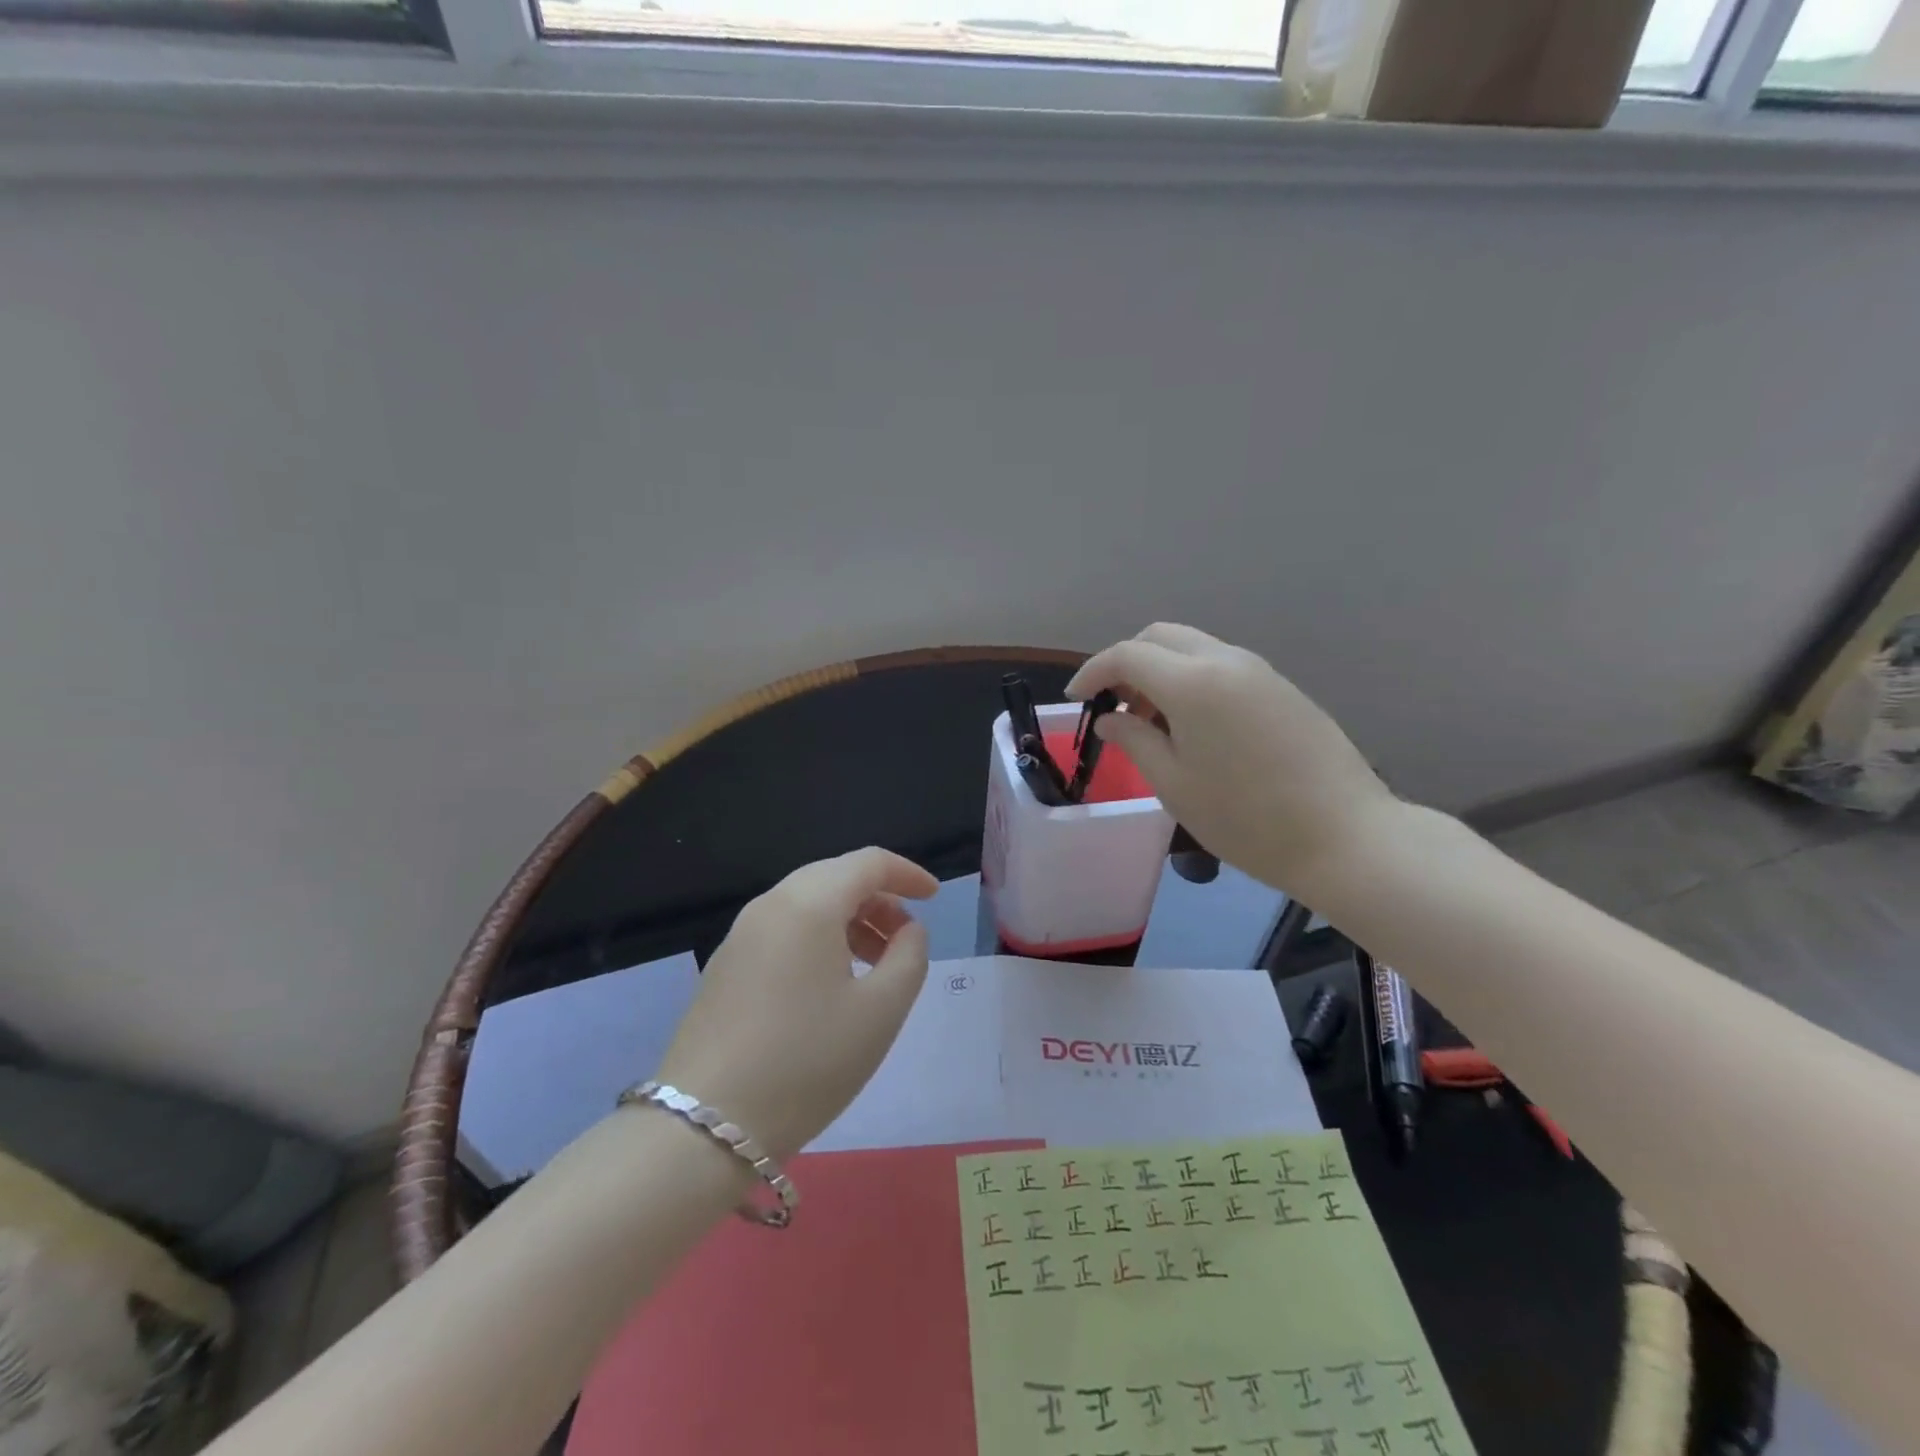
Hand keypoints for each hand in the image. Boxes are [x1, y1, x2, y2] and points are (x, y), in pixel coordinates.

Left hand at [655, 848, 938, 1161]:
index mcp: (809, 903)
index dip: (908, 873)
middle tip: (907, 938)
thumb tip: (908, 931)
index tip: (934, 898)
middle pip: (835, 877)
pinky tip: (830, 985)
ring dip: (849, 920)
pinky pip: (783, 930)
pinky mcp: (724, 967)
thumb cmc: (808, 1062)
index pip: (868, 862)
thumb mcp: (881, 1011)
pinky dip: (818, 938)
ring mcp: (740, 935)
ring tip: (875, 965)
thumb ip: (910, 957)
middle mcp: (770, 905)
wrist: (705, 1126)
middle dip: (879, 899)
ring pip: (807, 904)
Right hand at [1069, 623, 1399, 895]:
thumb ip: (1134, 740)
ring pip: (1194, 648)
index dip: (1092, 672)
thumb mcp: (1173, 784)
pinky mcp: (1282, 688)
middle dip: (1127, 662)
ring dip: (1161, 670)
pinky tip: (1193, 725)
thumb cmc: (1245, 818)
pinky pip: (1222, 666)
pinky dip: (1192, 680)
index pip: (1127, 655)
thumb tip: (1110, 719)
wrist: (1345, 836)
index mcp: (1193, 682)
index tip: (1075, 699)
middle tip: (1114, 706)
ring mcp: (1260, 671)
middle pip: (1160, 637)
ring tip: (1151, 721)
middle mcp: (1226, 661)